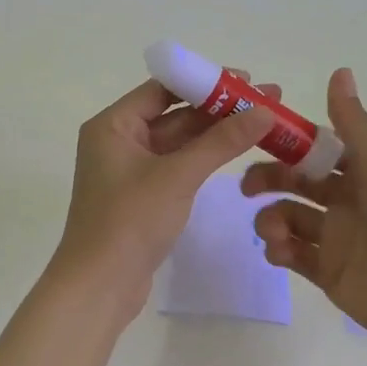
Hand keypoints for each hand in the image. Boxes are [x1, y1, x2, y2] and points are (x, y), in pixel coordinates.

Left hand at [52, 73, 276, 324]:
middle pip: (174, 113)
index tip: (246, 79)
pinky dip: (205, 157)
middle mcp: (118, 140)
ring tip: (262, 121)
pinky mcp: (143, 195)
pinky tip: (236, 151)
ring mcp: (130, 169)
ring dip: (216, 133)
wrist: (99, 286)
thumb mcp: (178, 176)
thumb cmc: (130, 221)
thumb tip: (264, 110)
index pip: (163, 88)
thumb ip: (221, 142)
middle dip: (219, 108)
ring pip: (179, 141)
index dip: (205, 81)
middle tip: (266, 99)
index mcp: (113, 125)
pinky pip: (177, 165)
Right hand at [242, 68, 366, 355]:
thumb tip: (339, 69)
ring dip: (272, 218)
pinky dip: (279, 249)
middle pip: (297, 182)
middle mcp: (350, 202)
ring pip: (290, 217)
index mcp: (366, 173)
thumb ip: (354, 126)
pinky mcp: (328, 273)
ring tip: (273, 231)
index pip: (318, 149)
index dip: (289, 143)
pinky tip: (279, 252)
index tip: (257, 138)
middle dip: (270, 180)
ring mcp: (338, 239)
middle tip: (248, 188)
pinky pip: (293, 254)